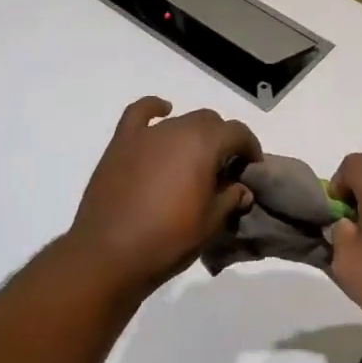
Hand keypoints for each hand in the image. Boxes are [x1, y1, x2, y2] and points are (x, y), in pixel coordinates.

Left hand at [69, 96, 261, 294]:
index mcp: (204, 145)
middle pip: (210, 122)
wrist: (109, 253)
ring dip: (193, 134)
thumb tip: (242, 188)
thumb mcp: (210, 224)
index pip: (237, 133)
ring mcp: (147, 134)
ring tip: (193, 160)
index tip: (252, 167)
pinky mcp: (122, 142)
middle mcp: (178, 129)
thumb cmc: (167, 240)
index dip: (250, 147)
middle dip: (222, 140)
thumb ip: (230, 198)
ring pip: (180, 121)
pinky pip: (140, 113)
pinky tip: (162, 112)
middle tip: (223, 170)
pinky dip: (154, 109)